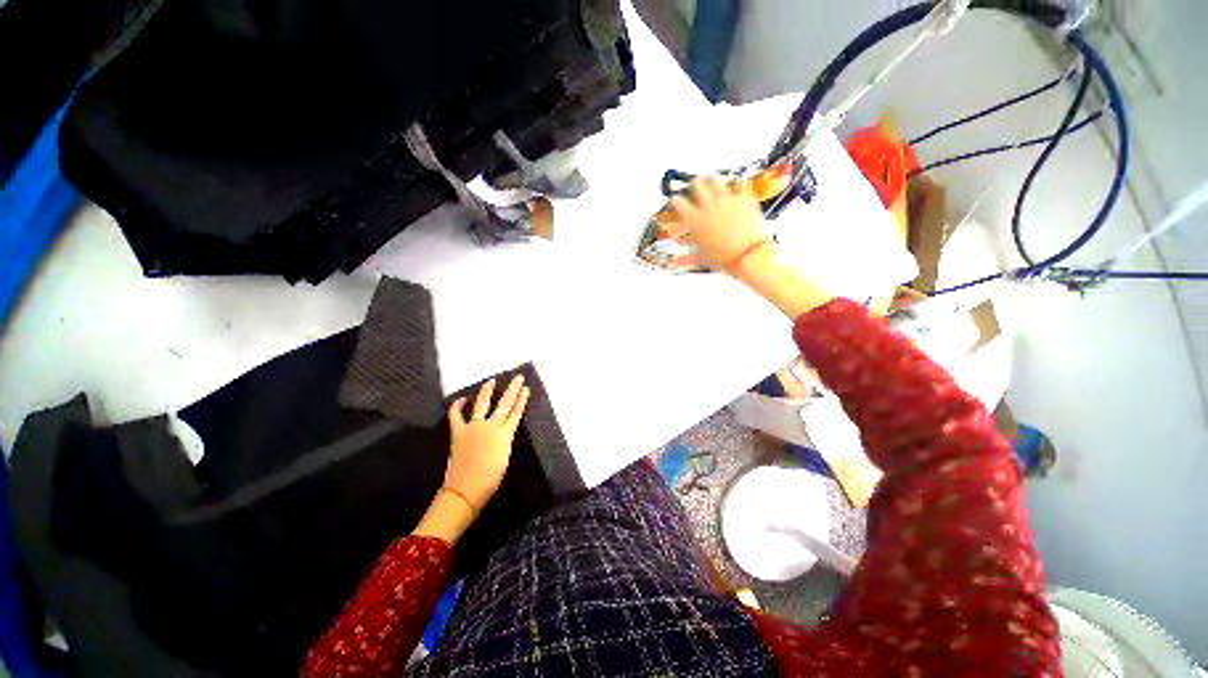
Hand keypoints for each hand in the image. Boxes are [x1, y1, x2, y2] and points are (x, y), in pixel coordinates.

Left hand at [444, 375, 530, 511]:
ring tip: (491, 381)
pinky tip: (462, 399)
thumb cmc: (490, 479)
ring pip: (482, 405)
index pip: (516, 412)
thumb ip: (504, 441)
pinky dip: (458, 407)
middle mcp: (491, 427)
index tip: (525, 389)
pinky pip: (456, 416)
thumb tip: (501, 432)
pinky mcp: (459, 432)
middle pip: (504, 404)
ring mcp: (473, 427)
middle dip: (512, 390)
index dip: (521, 400)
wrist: (465, 489)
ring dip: (487, 392)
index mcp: (504, 434)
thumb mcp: (505, 458)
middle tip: (517, 378)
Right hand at [669, 176, 769, 271]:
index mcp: (694, 220)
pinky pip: (739, 187)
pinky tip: (737, 193)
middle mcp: (708, 206)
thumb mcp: (701, 255)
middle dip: (695, 184)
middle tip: (696, 185)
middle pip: (697, 184)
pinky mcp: (743, 198)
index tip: (677, 201)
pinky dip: (736, 190)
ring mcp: (726, 200)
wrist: (747, 254)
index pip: (678, 201)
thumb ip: (689, 249)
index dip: (676, 200)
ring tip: (714, 183)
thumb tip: (679, 252)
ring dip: (713, 181)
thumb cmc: (722, 258)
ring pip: (716, 180)